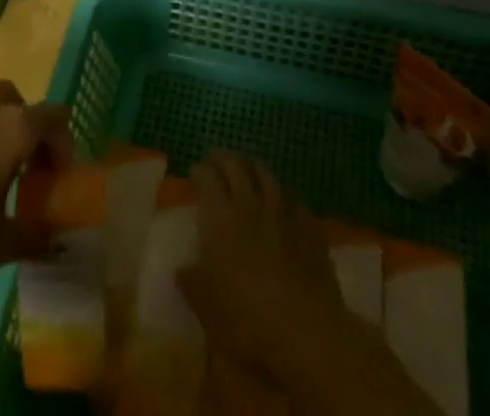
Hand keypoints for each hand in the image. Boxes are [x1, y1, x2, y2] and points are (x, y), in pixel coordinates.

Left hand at [0, 47, 72, 302]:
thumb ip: (33, 237)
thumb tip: (55, 241)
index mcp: (15, 134)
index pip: (54, 121)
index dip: (62, 144)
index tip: (57, 177)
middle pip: (25, 108)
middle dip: (34, 131)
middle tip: (30, 169)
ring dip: (8, 111)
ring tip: (6, 140)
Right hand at [178, 151, 346, 378]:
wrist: (306, 330)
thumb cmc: (248, 321)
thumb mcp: (208, 311)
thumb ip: (192, 285)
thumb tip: (181, 269)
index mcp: (220, 219)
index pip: (206, 178)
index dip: (198, 171)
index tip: (194, 173)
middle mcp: (250, 204)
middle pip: (235, 165)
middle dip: (223, 159)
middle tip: (216, 161)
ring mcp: (282, 210)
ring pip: (265, 173)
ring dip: (252, 167)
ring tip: (247, 169)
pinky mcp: (309, 224)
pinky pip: (293, 197)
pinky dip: (283, 195)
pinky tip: (283, 201)